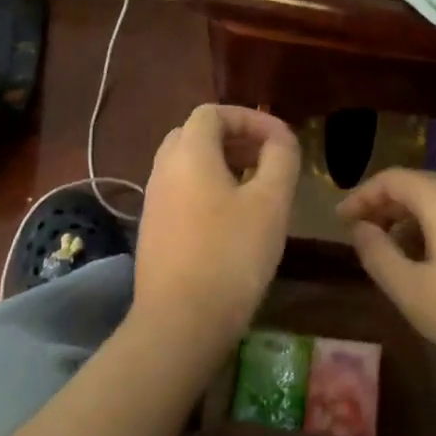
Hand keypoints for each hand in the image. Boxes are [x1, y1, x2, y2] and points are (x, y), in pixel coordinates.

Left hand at [134, 104, 299, 347]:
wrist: (180, 322)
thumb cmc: (231, 254)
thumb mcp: (270, 202)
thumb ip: (281, 159)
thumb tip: (280, 140)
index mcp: (188, 153)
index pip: (213, 112)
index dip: (250, 118)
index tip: (282, 141)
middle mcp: (163, 169)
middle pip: (196, 134)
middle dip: (235, 139)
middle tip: (268, 159)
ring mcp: (153, 201)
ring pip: (187, 165)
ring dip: (222, 165)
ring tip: (256, 188)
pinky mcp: (153, 230)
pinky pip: (181, 192)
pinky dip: (207, 189)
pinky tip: (233, 219)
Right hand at [337, 169, 435, 394]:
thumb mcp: (412, 291)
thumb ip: (377, 254)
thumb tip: (359, 229)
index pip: (392, 179)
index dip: (361, 196)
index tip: (340, 220)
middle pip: (417, 185)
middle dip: (383, 206)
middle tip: (359, 234)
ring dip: (408, 218)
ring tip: (388, 250)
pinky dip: (433, 228)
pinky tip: (426, 261)